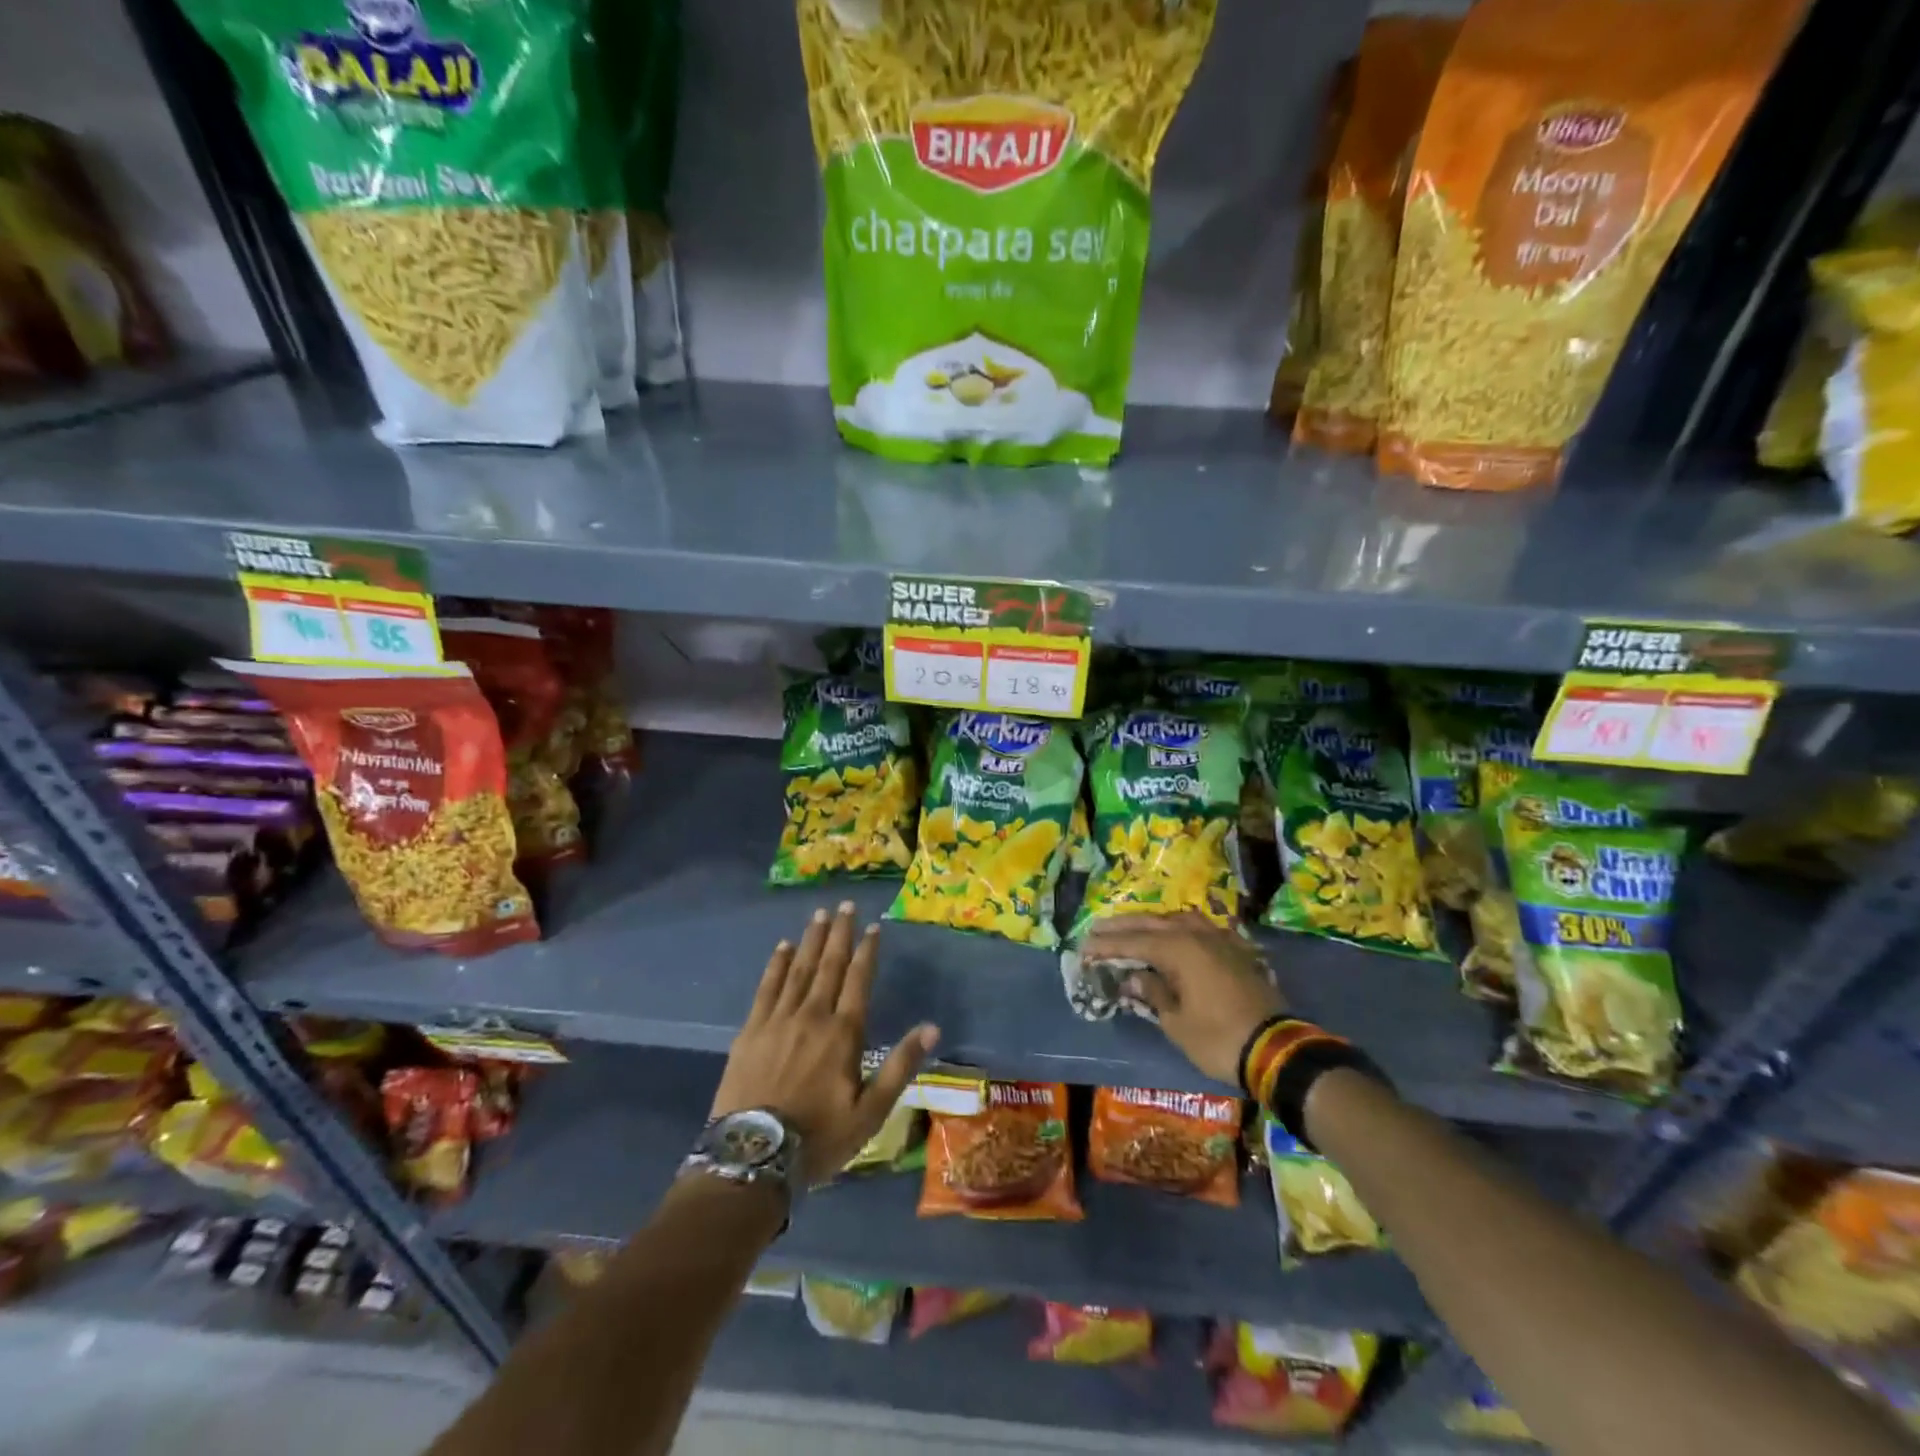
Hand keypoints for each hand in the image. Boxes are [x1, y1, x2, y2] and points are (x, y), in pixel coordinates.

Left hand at [711, 903, 939, 1186]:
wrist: (752, 1157)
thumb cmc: (819, 1138)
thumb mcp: (871, 1112)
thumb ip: (900, 1066)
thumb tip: (932, 1028)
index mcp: (843, 1033)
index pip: (859, 980)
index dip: (867, 951)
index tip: (873, 926)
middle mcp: (813, 1015)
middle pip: (829, 965)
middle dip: (839, 933)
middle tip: (844, 904)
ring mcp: (778, 1020)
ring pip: (799, 969)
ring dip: (811, 940)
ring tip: (819, 914)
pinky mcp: (751, 1030)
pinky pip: (767, 987)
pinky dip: (777, 964)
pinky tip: (783, 947)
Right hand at [1082, 912, 1282, 1085]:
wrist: (1278, 1050)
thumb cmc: (1219, 1038)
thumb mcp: (1177, 1023)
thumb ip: (1152, 993)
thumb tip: (1133, 977)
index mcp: (1179, 949)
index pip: (1133, 942)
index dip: (1106, 945)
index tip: (1083, 947)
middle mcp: (1197, 935)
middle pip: (1152, 924)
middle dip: (1123, 927)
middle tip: (1097, 928)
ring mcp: (1220, 940)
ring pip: (1178, 920)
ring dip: (1152, 923)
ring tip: (1133, 929)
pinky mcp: (1236, 950)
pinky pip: (1200, 929)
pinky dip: (1179, 929)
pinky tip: (1175, 935)